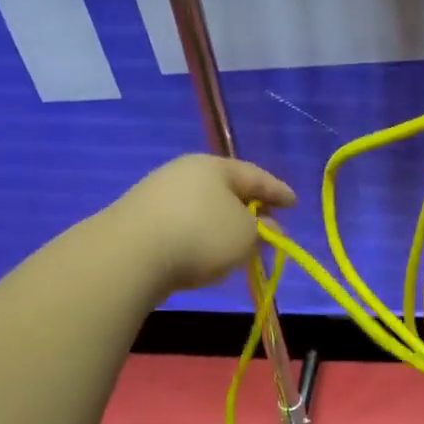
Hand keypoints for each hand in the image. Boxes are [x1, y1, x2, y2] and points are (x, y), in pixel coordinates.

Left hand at [113, 155, 295, 293]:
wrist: (129, 256)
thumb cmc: (200, 236)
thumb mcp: (246, 236)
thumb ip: (262, 231)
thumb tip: (264, 228)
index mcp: (215, 167)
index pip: (256, 176)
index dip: (278, 191)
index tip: (294, 203)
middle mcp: (185, 172)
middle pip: (227, 190)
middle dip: (249, 210)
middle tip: (267, 228)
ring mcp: (157, 194)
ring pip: (203, 208)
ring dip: (222, 226)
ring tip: (236, 248)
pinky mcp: (139, 219)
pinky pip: (182, 225)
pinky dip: (199, 237)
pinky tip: (202, 256)